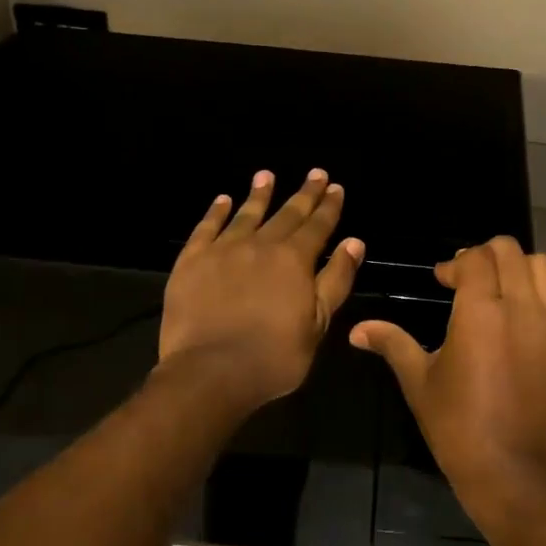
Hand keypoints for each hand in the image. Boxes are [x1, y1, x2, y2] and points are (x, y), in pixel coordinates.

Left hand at [159, 169, 364, 411]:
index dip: (329, 206)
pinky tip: (222, 199)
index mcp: (295, 260)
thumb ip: (336, 279)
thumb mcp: (318, 322)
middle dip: (304, 193)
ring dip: (259, 194)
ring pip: (246, 214)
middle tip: (315, 173)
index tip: (335, 187)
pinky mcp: (191, 261)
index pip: (317, 225)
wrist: (210, 371)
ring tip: (266, 175)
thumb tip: (354, 242)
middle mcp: (261, 245)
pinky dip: (216, 212)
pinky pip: (206, 228)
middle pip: (287, 213)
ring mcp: (223, 250)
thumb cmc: (274, 355)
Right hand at [351, 236, 545, 514]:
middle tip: (472, 280)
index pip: (476, 258)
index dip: (456, 263)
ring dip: (521, 270)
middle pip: (511, 252)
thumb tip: (357, 330)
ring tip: (504, 292)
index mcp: (481, 311)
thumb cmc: (457, 425)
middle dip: (487, 257)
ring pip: (545, 268)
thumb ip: (392, 344)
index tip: (444, 280)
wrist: (512, 471)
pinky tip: (528, 324)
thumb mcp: (419, 381)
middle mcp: (524, 307)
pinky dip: (545, 299)